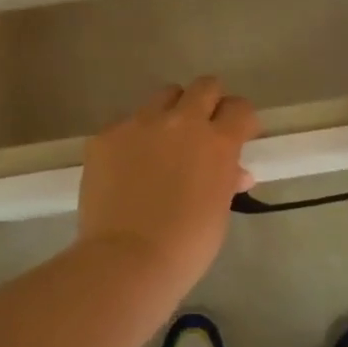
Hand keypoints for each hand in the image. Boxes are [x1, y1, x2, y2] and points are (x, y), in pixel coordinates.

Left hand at [76, 76, 259, 288]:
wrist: (127, 260)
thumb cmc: (186, 245)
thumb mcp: (218, 213)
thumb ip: (226, 181)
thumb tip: (235, 172)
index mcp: (216, 142)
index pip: (239, 108)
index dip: (241, 119)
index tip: (238, 134)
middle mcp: (181, 121)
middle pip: (204, 86)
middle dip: (208, 102)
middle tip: (202, 128)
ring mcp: (140, 123)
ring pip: (163, 97)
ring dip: (170, 113)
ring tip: (162, 143)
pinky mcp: (107, 135)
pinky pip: (126, 124)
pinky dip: (133, 140)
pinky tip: (126, 168)